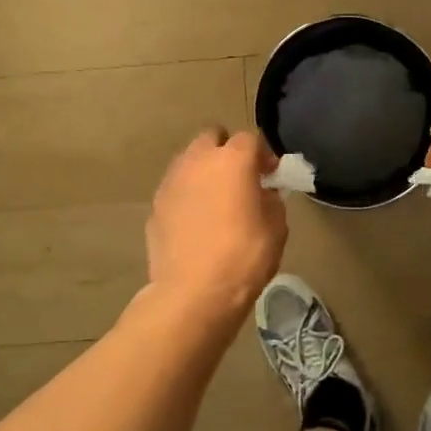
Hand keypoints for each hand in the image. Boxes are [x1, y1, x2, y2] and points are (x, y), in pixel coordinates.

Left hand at [146, 129, 287, 316]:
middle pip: (211, 138)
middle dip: (226, 151)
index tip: (271, 175)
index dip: (263, 155)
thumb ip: (271, 200)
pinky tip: (196, 222)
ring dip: (203, 171)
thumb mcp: (276, 228)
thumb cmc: (244, 257)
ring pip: (188, 161)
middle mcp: (197, 161)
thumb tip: (262, 193)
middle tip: (239, 178)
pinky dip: (187, 196)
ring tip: (215, 200)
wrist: (194, 293)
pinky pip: (175, 189)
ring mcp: (171, 182)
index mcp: (232, 160)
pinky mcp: (155, 206)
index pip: (250, 139)